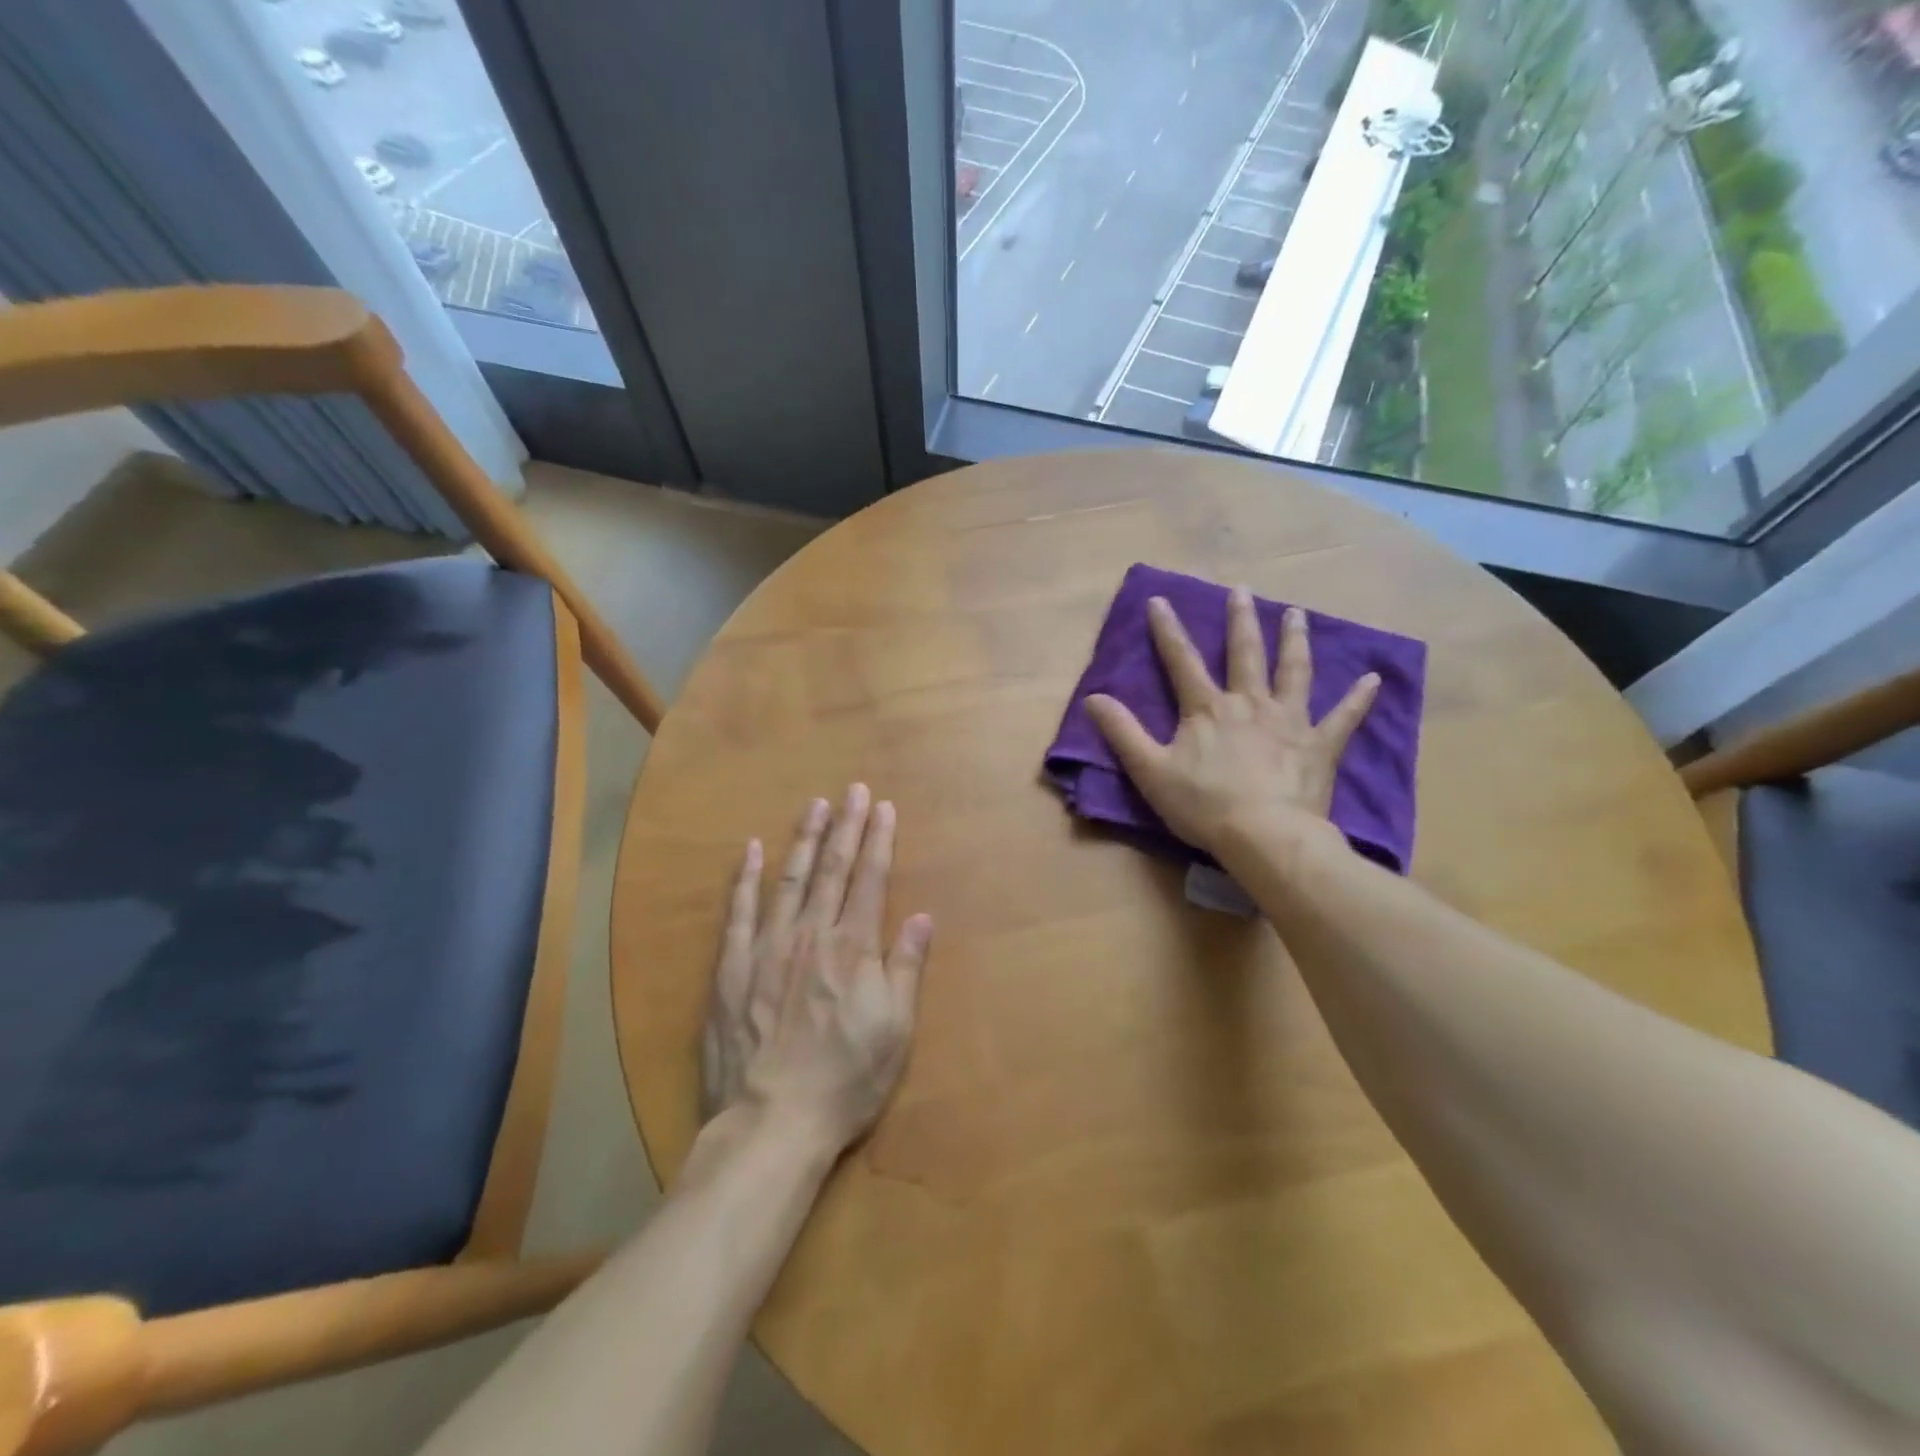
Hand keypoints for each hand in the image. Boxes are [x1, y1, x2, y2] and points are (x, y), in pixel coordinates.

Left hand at [701, 785, 932, 1154]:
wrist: (772, 1122)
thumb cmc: (845, 1080)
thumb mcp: (894, 1030)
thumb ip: (905, 968)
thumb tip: (921, 917)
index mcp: (853, 948)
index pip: (871, 879)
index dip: (879, 840)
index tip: (883, 807)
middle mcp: (811, 934)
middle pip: (832, 869)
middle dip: (846, 827)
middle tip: (853, 791)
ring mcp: (767, 947)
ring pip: (789, 879)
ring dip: (804, 840)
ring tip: (815, 806)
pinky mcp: (731, 967)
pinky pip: (739, 911)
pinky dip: (746, 878)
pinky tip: (752, 850)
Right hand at [1086, 590, 1378, 854]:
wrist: (1264, 836)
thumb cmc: (1203, 805)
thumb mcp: (1149, 770)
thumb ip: (1122, 732)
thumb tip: (1092, 698)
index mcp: (1207, 709)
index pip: (1182, 661)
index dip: (1168, 630)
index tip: (1160, 599)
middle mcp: (1249, 703)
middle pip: (1245, 654)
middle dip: (1240, 620)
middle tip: (1242, 590)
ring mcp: (1289, 721)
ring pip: (1294, 672)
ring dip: (1294, 641)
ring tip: (1297, 614)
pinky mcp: (1319, 746)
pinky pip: (1343, 718)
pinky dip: (1359, 698)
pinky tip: (1374, 679)